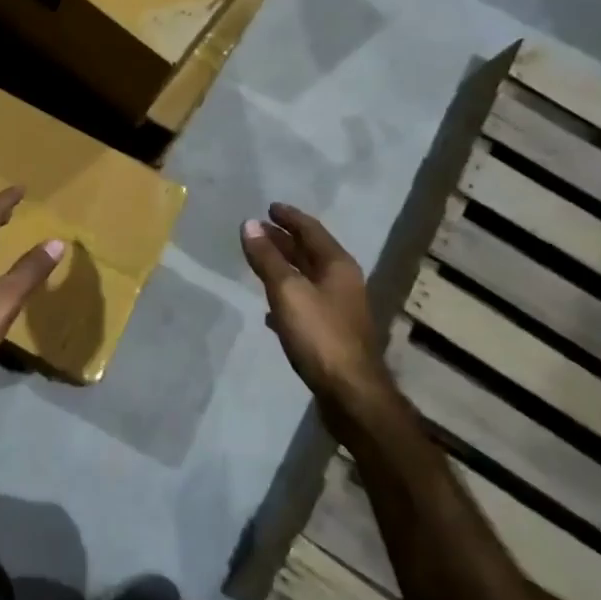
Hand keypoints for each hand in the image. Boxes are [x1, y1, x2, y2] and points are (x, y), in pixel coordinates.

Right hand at [241, 203, 383, 403]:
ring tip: (260, 261)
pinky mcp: (331, 333)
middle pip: (310, 252)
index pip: (311, 230)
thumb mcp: (287, 291)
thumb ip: (267, 258)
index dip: (289, 217)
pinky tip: (270, 308)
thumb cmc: (320, 335)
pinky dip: (287, 297)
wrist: (350, 392)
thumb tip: (249, 224)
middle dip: (285, 240)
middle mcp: (342, 282)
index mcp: (337, 266)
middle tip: (260, 229)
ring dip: (284, 267)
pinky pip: (305, 304)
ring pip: (307, 278)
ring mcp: (338, 309)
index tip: (270, 207)